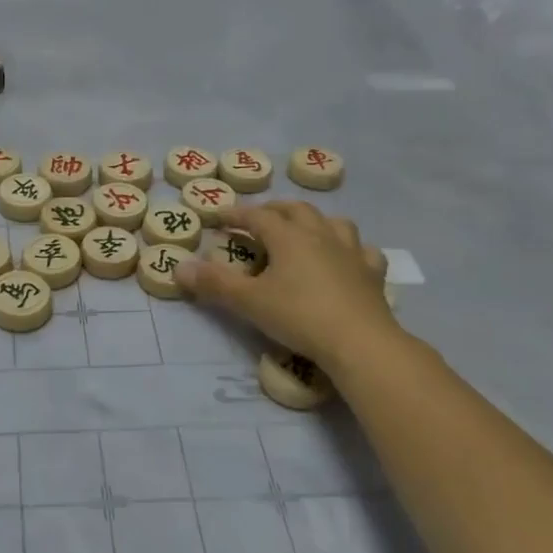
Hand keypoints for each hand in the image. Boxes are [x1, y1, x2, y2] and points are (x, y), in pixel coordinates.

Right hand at [175, 202, 399, 374]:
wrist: (361, 343)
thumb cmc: (299, 316)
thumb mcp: (249, 302)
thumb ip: (214, 283)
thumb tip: (179, 267)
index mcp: (289, 236)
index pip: (257, 215)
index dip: (236, 213)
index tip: (218, 216)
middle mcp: (321, 235)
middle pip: (296, 209)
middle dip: (274, 210)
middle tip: (258, 219)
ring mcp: (351, 252)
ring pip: (333, 222)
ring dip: (314, 221)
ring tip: (303, 232)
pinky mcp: (373, 274)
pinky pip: (363, 251)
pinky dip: (351, 249)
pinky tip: (347, 259)